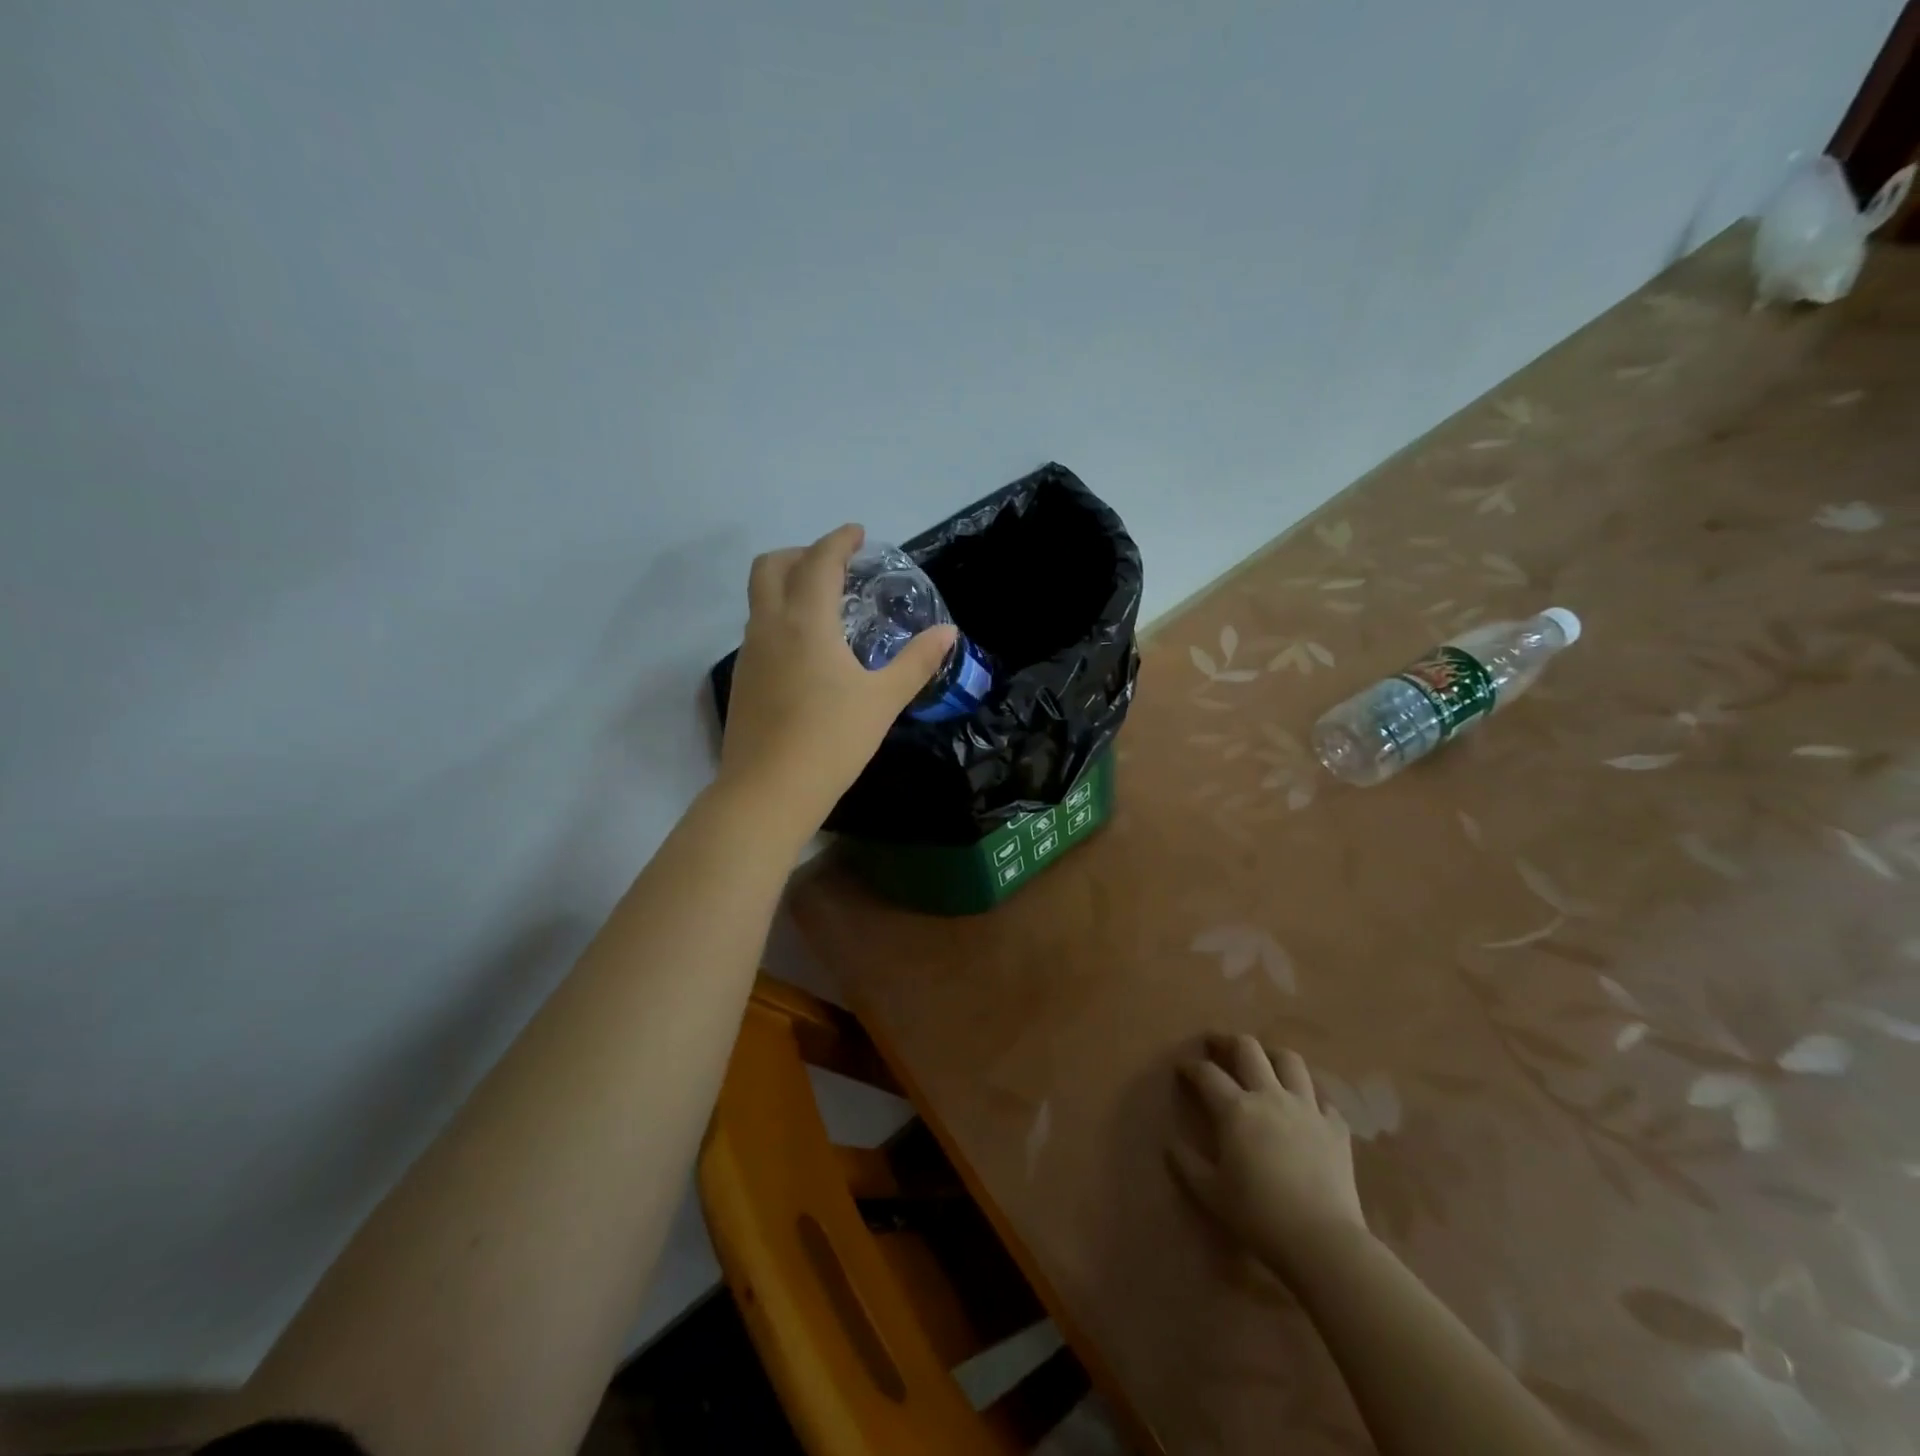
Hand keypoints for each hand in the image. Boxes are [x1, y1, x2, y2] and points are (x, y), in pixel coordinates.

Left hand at [718, 524, 955, 840]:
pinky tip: (806, 649)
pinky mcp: (742, 680)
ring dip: (787, 584)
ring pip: (760, 598)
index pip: (819, 562)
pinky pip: (759, 628)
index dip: (838, 541)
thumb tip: (947, 633)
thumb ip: (916, 662)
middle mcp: (770, 626)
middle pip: (771, 567)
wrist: (768, 791)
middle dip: (801, 553)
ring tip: (824, 604)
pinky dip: (780, 616)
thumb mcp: (883, 700)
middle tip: (834, 565)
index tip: (857, 534)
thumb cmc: (831, 740)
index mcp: (806, 622)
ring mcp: (750, 653)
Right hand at [1170, 1036, 1368, 1277]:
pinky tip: (1305, 1107)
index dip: (1191, 1067)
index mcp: (1236, 1109)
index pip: (1207, 1074)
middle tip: (1217, 1045)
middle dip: (1228, 1041)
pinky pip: (1323, 1099)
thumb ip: (1187, 1164)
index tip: (1182, 1067)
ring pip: (1290, 1061)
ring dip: (1272, 1056)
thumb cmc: (1259, 1215)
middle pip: (1248, 1049)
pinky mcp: (1335, 1128)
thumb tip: (1170, 1144)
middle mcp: (1270, 1096)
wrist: (1322, 1241)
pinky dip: (1310, 1097)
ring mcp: (1306, 1108)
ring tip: (1264, 1062)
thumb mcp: (1211, 1193)